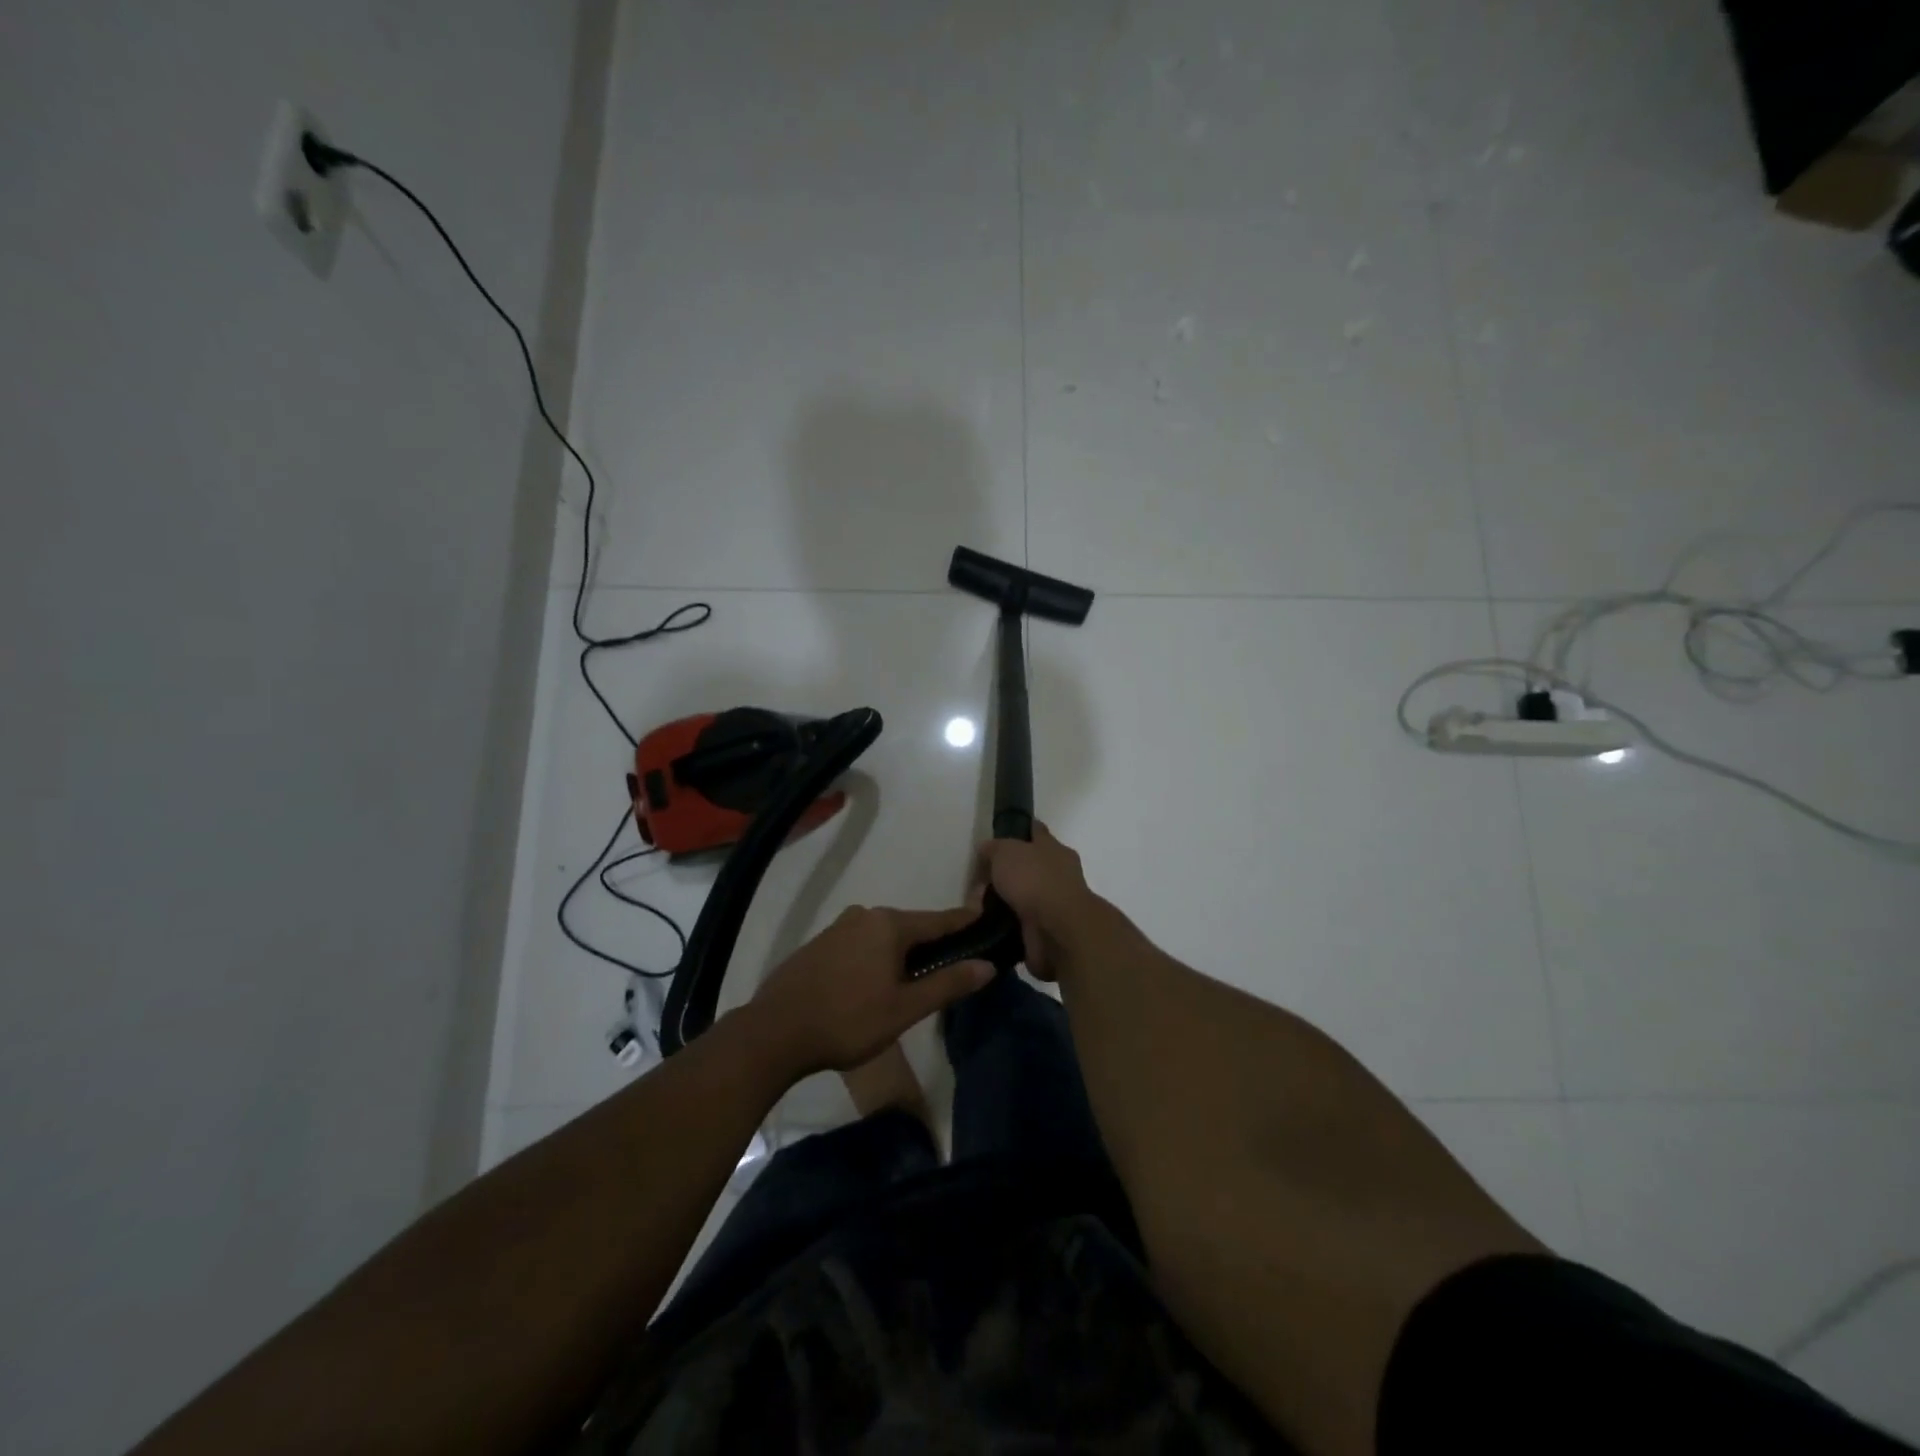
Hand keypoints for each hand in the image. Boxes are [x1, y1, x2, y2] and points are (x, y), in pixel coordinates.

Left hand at [746, 905, 992, 1077]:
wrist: (775, 1032)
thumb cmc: (848, 1021)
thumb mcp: (905, 1008)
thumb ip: (948, 984)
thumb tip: (987, 965)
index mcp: (890, 924)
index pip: (940, 919)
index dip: (966, 923)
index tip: (988, 924)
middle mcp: (865, 915)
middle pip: (911, 927)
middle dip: (933, 944)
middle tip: (953, 967)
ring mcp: (838, 927)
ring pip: (884, 936)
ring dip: (902, 953)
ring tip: (915, 981)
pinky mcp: (819, 944)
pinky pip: (861, 944)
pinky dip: (876, 957)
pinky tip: (874, 983)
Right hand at [974, 823, 1099, 978]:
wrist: (1057, 930)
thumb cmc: (1034, 880)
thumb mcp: (1006, 852)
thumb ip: (994, 848)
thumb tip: (987, 850)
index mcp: (1053, 848)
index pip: (1035, 831)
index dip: (1018, 830)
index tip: (999, 836)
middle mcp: (1058, 872)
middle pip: (1028, 866)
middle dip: (1005, 872)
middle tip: (979, 881)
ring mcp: (1055, 902)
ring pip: (1023, 896)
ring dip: (1004, 901)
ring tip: (977, 907)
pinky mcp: (1048, 929)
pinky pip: (1020, 922)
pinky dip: (1006, 923)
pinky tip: (988, 924)